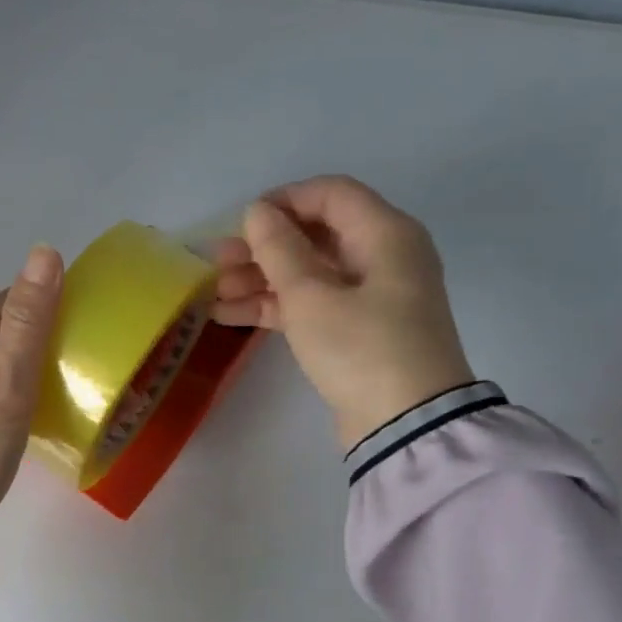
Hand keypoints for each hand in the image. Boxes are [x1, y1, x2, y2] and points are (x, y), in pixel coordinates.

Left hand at [0, 246, 63, 522]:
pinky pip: (2, 381)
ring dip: (39, 360)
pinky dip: (26, 383)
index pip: (15, 301)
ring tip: (76, 380)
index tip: (92, 326)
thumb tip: (45, 251)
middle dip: (49, 333)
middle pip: (11, 327)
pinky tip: (45, 402)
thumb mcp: (8, 381)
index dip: (54, 305)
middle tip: (89, 358)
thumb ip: (28, 321)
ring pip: (8, 356)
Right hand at [211, 176, 473, 449]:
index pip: (330, 194)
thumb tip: (258, 211)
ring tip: (214, 293)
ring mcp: (370, 297)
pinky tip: (229, 314)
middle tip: (216, 263)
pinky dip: (275, 306)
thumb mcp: (312, 296)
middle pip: (315, 235)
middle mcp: (382, 257)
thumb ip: (279, 249)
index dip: (283, 201)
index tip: (241, 222)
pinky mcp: (356, 331)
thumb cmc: (361, 349)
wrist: (407, 426)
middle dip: (263, 247)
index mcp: (385, 234)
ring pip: (308, 273)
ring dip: (261, 279)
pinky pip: (312, 304)